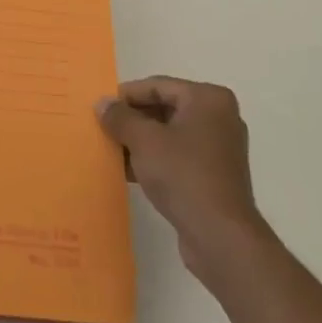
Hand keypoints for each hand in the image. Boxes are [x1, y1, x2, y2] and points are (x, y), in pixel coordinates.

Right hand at [97, 77, 268, 271]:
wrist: (220, 236)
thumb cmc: (183, 175)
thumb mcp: (144, 140)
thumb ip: (120, 117)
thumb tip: (102, 103)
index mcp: (208, 99)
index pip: (157, 86)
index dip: (126, 96)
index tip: (100, 108)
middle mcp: (219, 117)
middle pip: (164, 108)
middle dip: (133, 119)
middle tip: (103, 128)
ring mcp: (219, 148)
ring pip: (169, 133)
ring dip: (140, 141)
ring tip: (111, 150)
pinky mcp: (215, 175)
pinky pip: (178, 155)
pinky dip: (154, 159)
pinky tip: (128, 171)